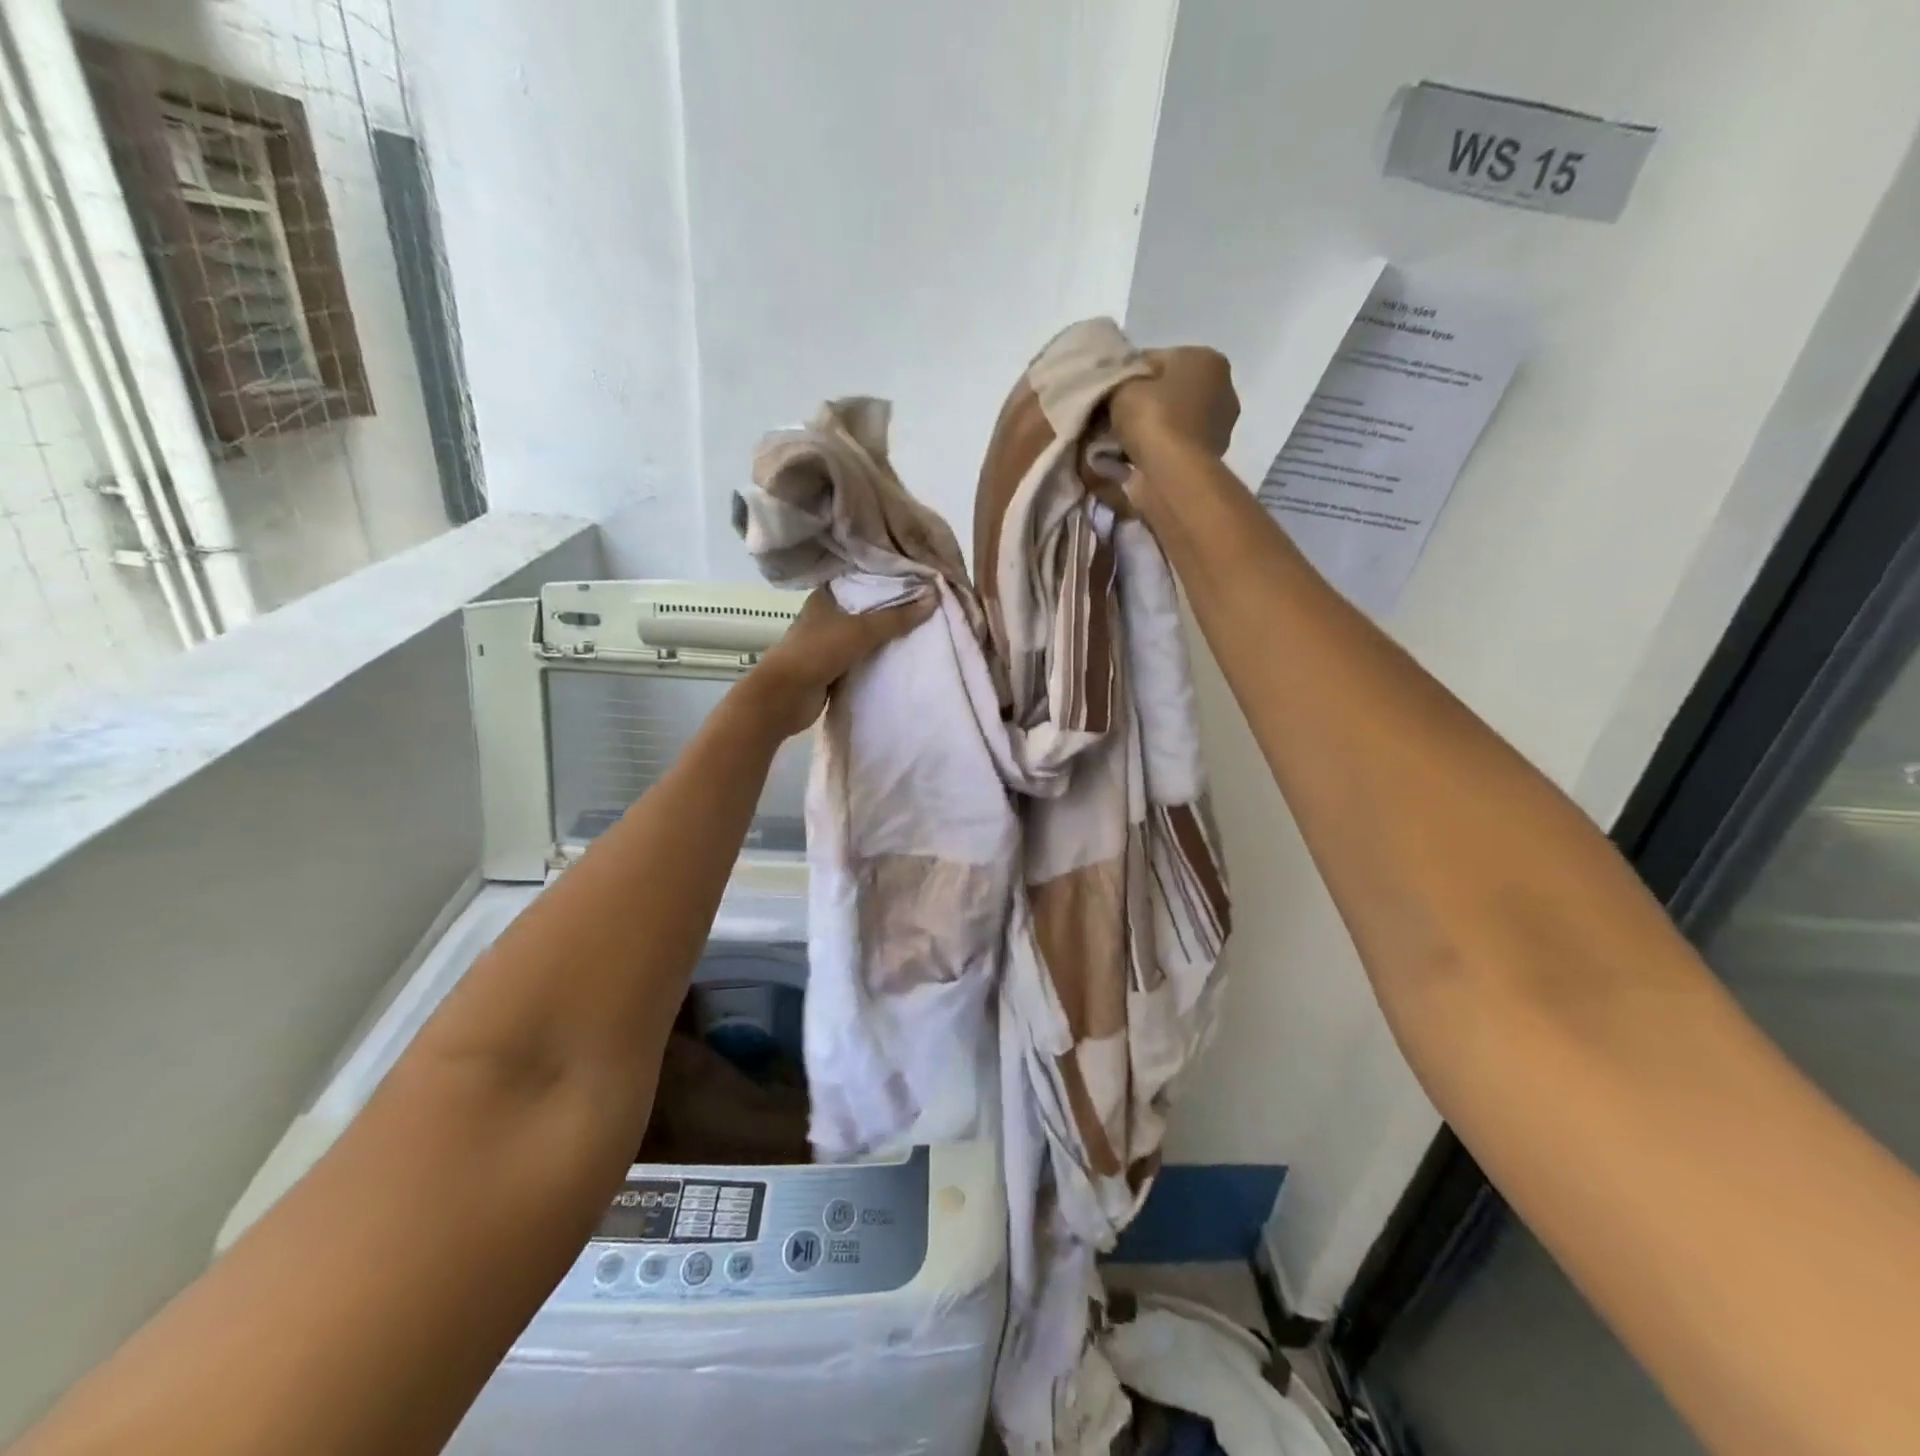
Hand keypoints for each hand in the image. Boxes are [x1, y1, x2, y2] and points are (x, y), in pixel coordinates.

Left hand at [746, 585, 937, 735]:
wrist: (784, 697)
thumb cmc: (817, 652)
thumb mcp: (861, 630)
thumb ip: (897, 617)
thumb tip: (933, 597)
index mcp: (825, 597)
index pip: (861, 580)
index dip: (888, 580)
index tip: (918, 580)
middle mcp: (826, 616)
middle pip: (865, 609)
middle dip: (892, 610)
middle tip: (927, 606)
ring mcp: (828, 643)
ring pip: (864, 636)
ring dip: (886, 637)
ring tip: (922, 630)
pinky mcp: (832, 668)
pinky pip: (862, 659)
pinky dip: (878, 659)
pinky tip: (902, 657)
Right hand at [1110, 347, 1239, 457]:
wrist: (1172, 474)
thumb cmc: (1153, 418)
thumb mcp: (1122, 386)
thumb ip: (1118, 381)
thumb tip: (1115, 388)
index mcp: (1206, 359)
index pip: (1157, 359)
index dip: (1128, 375)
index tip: (1108, 393)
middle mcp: (1222, 389)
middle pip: (1167, 391)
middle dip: (1141, 403)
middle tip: (1111, 418)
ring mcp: (1218, 427)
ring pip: (1171, 421)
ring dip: (1147, 430)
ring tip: (1117, 442)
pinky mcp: (1207, 459)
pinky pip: (1172, 447)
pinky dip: (1155, 451)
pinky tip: (1130, 460)